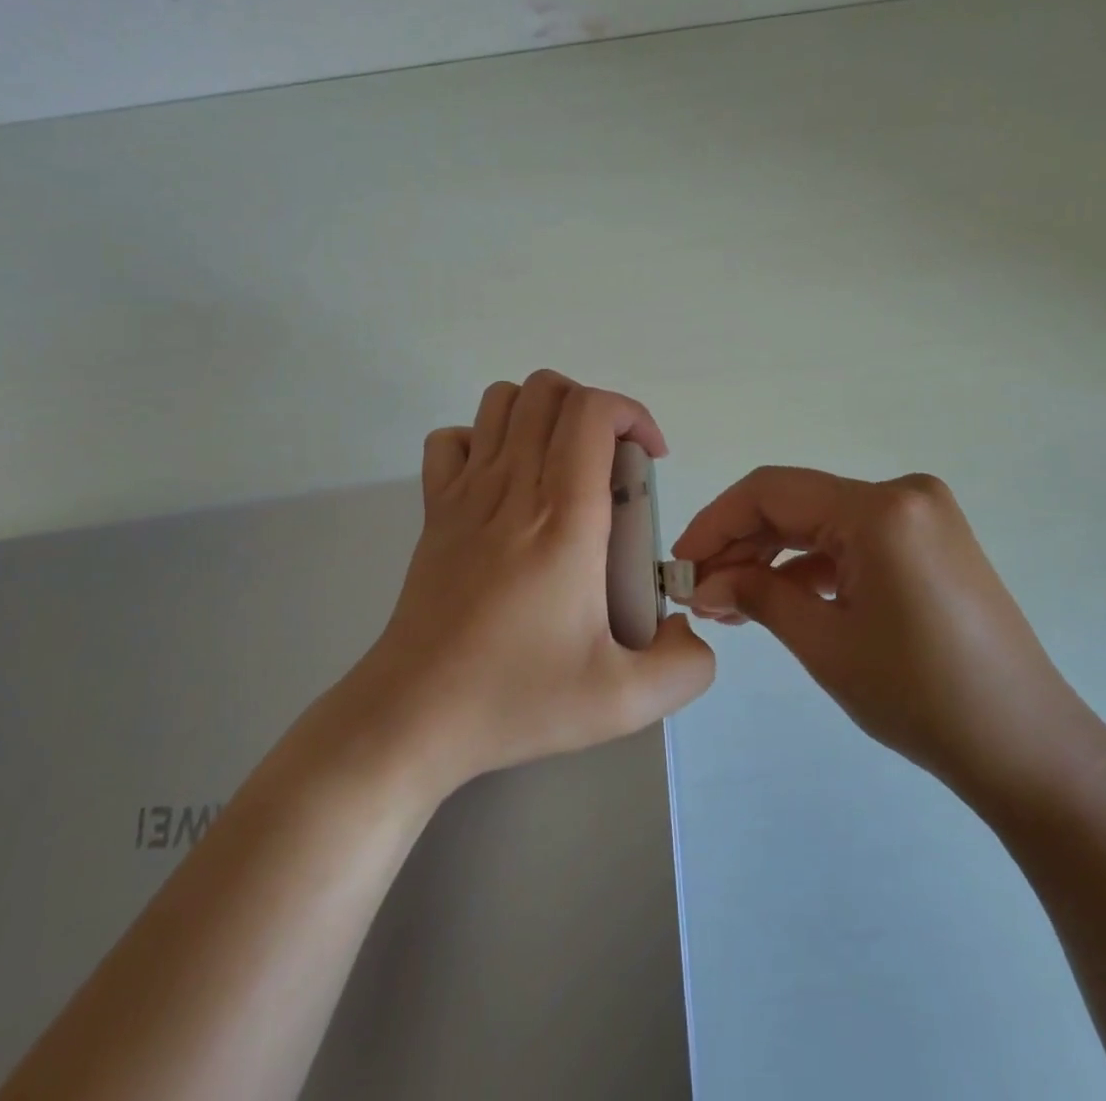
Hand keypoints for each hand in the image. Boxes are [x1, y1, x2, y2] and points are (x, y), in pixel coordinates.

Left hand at [357, 371, 715, 794]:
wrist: (415, 716)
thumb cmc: (516, 698)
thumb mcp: (623, 702)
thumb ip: (684, 666)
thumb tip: (690, 629)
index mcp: (564, 518)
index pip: (592, 412)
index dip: (632, 414)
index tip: (650, 460)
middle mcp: (513, 488)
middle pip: (548, 390)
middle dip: (593, 408)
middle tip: (613, 465)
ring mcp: (465, 493)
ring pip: (501, 401)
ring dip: (542, 414)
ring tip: (565, 465)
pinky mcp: (435, 510)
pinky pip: (452, 440)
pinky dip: (482, 440)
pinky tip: (504, 483)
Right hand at [674, 467, 1091, 807]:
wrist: (1027, 747)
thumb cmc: (920, 695)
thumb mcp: (825, 643)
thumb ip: (757, 595)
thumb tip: (703, 583)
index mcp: (880, 508)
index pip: (772, 492)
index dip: (716, 522)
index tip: (679, 563)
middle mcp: (903, 494)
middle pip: (797, 503)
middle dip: (743, 544)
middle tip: (701, 590)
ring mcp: (923, 515)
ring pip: (824, 522)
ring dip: (775, 557)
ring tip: (733, 602)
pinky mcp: (931, 541)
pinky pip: (855, 539)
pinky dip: (815, 565)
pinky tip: (782, 599)